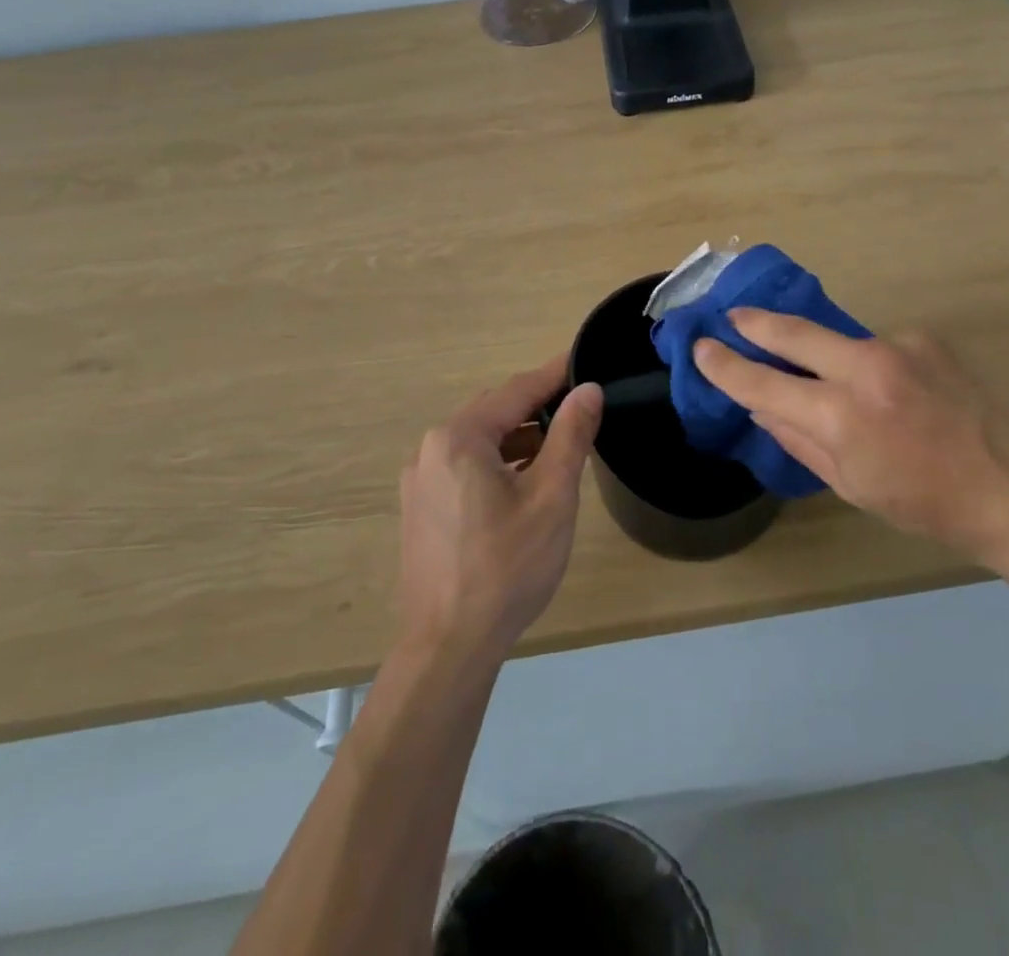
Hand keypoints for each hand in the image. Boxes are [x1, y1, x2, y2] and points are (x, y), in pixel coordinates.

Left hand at [396, 356, 602, 663]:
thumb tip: (588, 389)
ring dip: (518, 436)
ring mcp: (420, 480)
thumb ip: (570, 436)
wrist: (448, 646)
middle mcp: (431, 449)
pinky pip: (464, 466)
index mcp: (459, 438)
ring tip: (559, 442)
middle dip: (536, 405)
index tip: (584, 361)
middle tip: (578, 403)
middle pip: (494, 412)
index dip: (553, 375)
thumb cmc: (507, 567)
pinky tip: (524, 479)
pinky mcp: (421, 508)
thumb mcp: (551, 496)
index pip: (516, 391)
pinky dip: (498, 461)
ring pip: (479, 441)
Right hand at [693, 310, 1008, 560]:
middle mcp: (866, 368)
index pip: (764, 382)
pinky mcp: (924, 338)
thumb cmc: (921, 501)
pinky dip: (867, 363)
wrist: (1008, 485)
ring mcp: (898, 346)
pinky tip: (888, 388)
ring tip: (827, 376)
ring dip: (821, 351)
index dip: (726, 366)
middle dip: (755, 323)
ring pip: (838, 338)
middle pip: (793, 331)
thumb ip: (796, 437)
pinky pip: (875, 346)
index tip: (702, 349)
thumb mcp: (848, 483)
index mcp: (842, 416)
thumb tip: (759, 405)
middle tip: (731, 316)